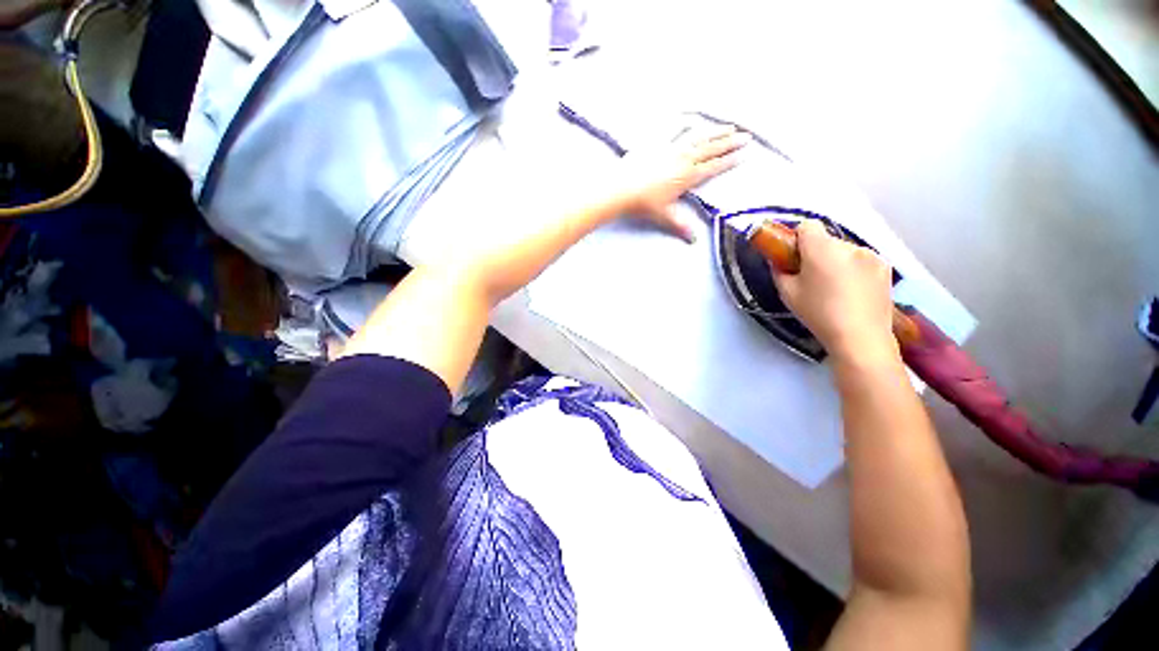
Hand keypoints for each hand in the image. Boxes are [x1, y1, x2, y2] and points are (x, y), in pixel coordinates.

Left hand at [612, 125, 750, 241]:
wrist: (621, 188)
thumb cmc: (643, 204)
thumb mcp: (664, 216)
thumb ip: (680, 226)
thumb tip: (693, 240)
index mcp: (688, 176)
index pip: (714, 167)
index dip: (731, 160)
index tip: (745, 153)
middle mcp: (684, 158)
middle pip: (712, 148)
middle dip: (730, 142)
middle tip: (746, 136)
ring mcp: (671, 148)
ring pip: (699, 137)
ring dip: (715, 131)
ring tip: (729, 126)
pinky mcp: (657, 143)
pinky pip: (676, 130)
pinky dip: (687, 124)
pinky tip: (692, 120)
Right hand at [772, 220, 897, 362]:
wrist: (860, 336)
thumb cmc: (818, 313)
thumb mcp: (787, 293)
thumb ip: (779, 271)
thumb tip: (779, 261)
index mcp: (822, 249)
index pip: (808, 225)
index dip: (797, 238)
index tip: (794, 257)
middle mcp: (849, 245)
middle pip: (826, 240)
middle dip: (817, 253)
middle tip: (811, 278)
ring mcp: (871, 255)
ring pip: (845, 250)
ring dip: (836, 261)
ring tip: (835, 288)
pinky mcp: (885, 267)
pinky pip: (862, 260)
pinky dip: (854, 269)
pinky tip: (853, 291)